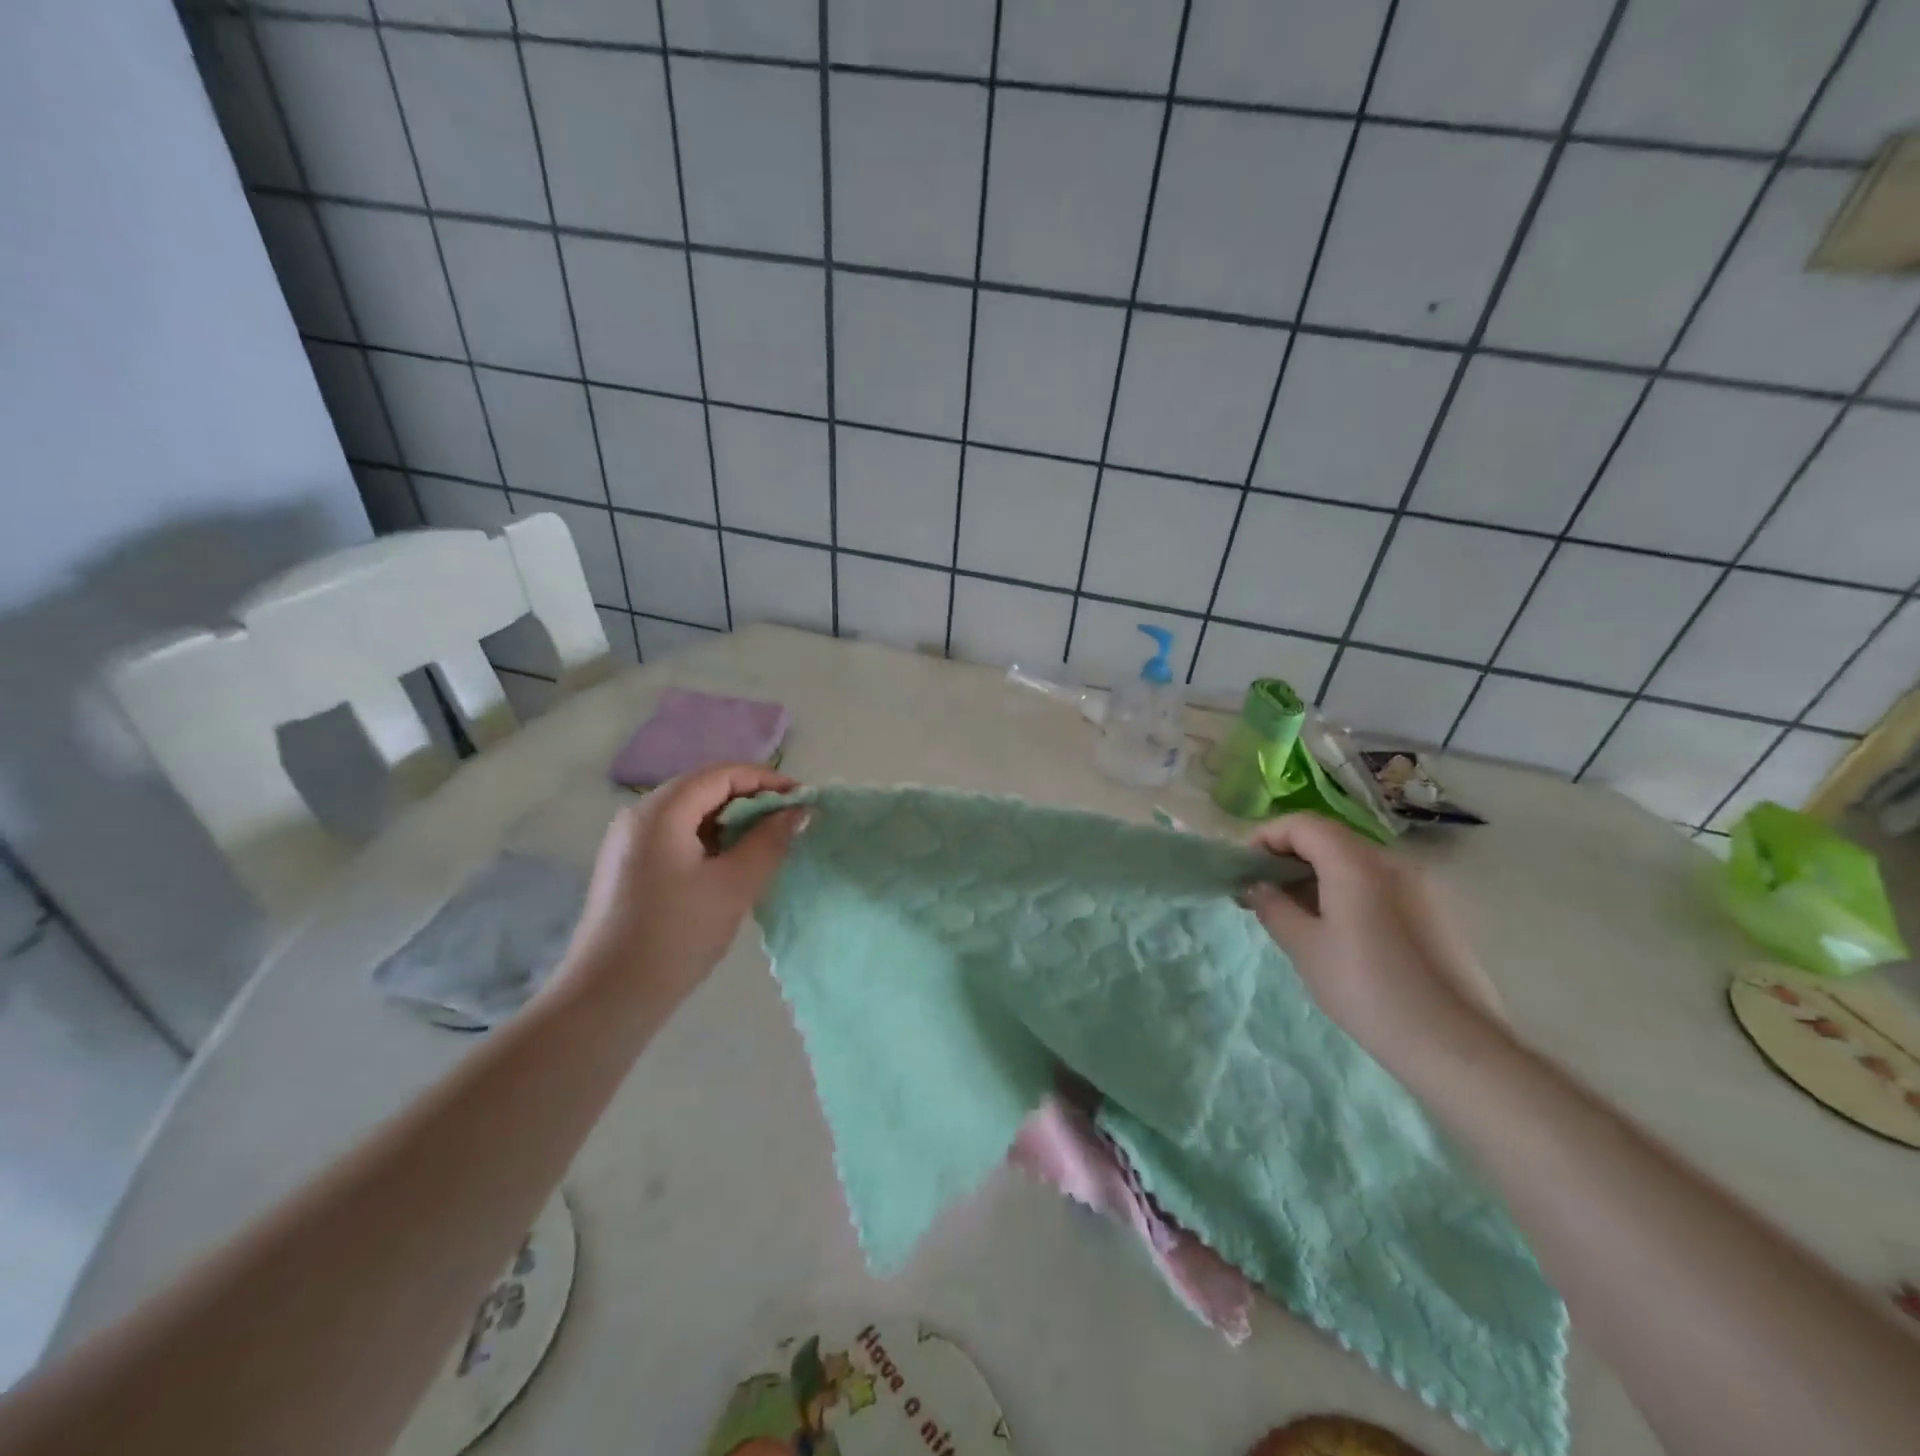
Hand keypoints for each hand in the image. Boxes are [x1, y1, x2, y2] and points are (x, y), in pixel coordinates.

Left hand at [551, 764, 808, 1018]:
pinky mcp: (629, 865)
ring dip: (732, 819)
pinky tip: (732, 862)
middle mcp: (640, 815)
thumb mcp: (734, 885)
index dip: (767, 780)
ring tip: (768, 841)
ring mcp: (630, 841)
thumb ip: (770, 841)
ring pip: (691, 812)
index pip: (722, 774)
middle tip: (790, 821)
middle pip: (704, 788)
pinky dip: (711, 838)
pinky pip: (677, 834)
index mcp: (661, 811)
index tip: (803, 800)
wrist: (609, 997)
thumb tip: (799, 811)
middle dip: (751, 798)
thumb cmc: (676, 935)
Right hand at [1241, 814, 1505, 1068]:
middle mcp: (1391, 862)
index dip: (1266, 837)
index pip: (1302, 824)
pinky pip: (1378, 883)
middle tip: (1261, 891)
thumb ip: (1273, 906)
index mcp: (1357, 863)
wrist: (1454, 1045)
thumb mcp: (1305, 948)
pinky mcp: (1433, 911)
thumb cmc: (1366, 989)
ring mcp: (1419, 885)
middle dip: (1288, 856)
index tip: (1244, 867)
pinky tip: (1335, 929)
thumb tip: (1257, 886)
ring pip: (1354, 861)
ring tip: (1293, 913)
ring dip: (1316, 875)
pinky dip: (1345, 890)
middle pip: (1330, 838)